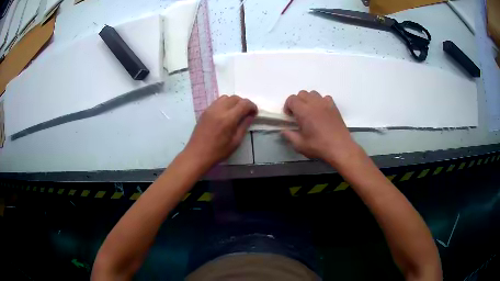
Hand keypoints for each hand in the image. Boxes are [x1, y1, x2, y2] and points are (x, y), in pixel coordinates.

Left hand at [183, 95, 256, 168]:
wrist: (197, 154)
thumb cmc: (218, 152)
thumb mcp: (235, 142)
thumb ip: (244, 126)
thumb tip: (250, 116)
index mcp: (228, 118)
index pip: (244, 104)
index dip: (252, 106)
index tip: (254, 113)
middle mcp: (219, 110)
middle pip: (235, 98)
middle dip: (243, 103)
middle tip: (246, 113)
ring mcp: (210, 109)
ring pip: (226, 97)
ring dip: (233, 102)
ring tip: (235, 113)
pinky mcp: (205, 111)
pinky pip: (217, 102)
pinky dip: (224, 104)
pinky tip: (225, 114)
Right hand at [282, 90, 358, 165]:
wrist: (340, 148)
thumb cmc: (319, 147)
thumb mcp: (300, 145)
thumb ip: (289, 136)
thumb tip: (284, 131)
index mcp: (304, 111)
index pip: (291, 99)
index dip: (288, 106)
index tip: (289, 116)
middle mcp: (314, 104)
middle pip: (302, 94)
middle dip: (297, 102)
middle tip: (298, 115)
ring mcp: (325, 104)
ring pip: (313, 93)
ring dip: (308, 100)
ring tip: (310, 112)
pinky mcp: (334, 107)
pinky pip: (325, 98)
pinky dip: (321, 102)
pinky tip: (321, 112)